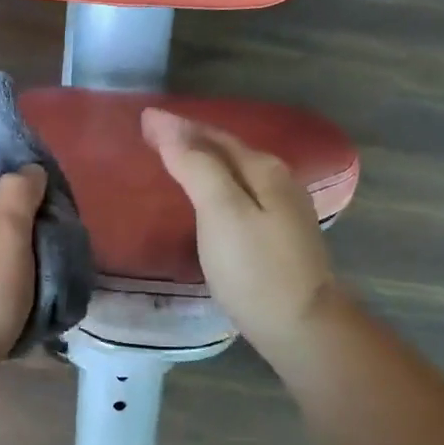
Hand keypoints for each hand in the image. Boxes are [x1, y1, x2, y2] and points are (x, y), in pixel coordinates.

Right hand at [141, 108, 341, 362]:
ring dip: (204, 162)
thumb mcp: (221, 212)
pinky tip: (205, 199)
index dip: (178, 126)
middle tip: (152, 136)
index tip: (143, 119)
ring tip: (173, 160)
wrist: (300, 325)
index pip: (213, 136)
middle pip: (228, 151)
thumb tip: (166, 124)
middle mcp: (277, 180)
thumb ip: (196, 166)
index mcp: (263, 169)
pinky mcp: (278, 236)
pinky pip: (240, 195)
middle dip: (191, 139)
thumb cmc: (254, 269)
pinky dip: (215, 187)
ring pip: (235, 173)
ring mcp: (282, 209)